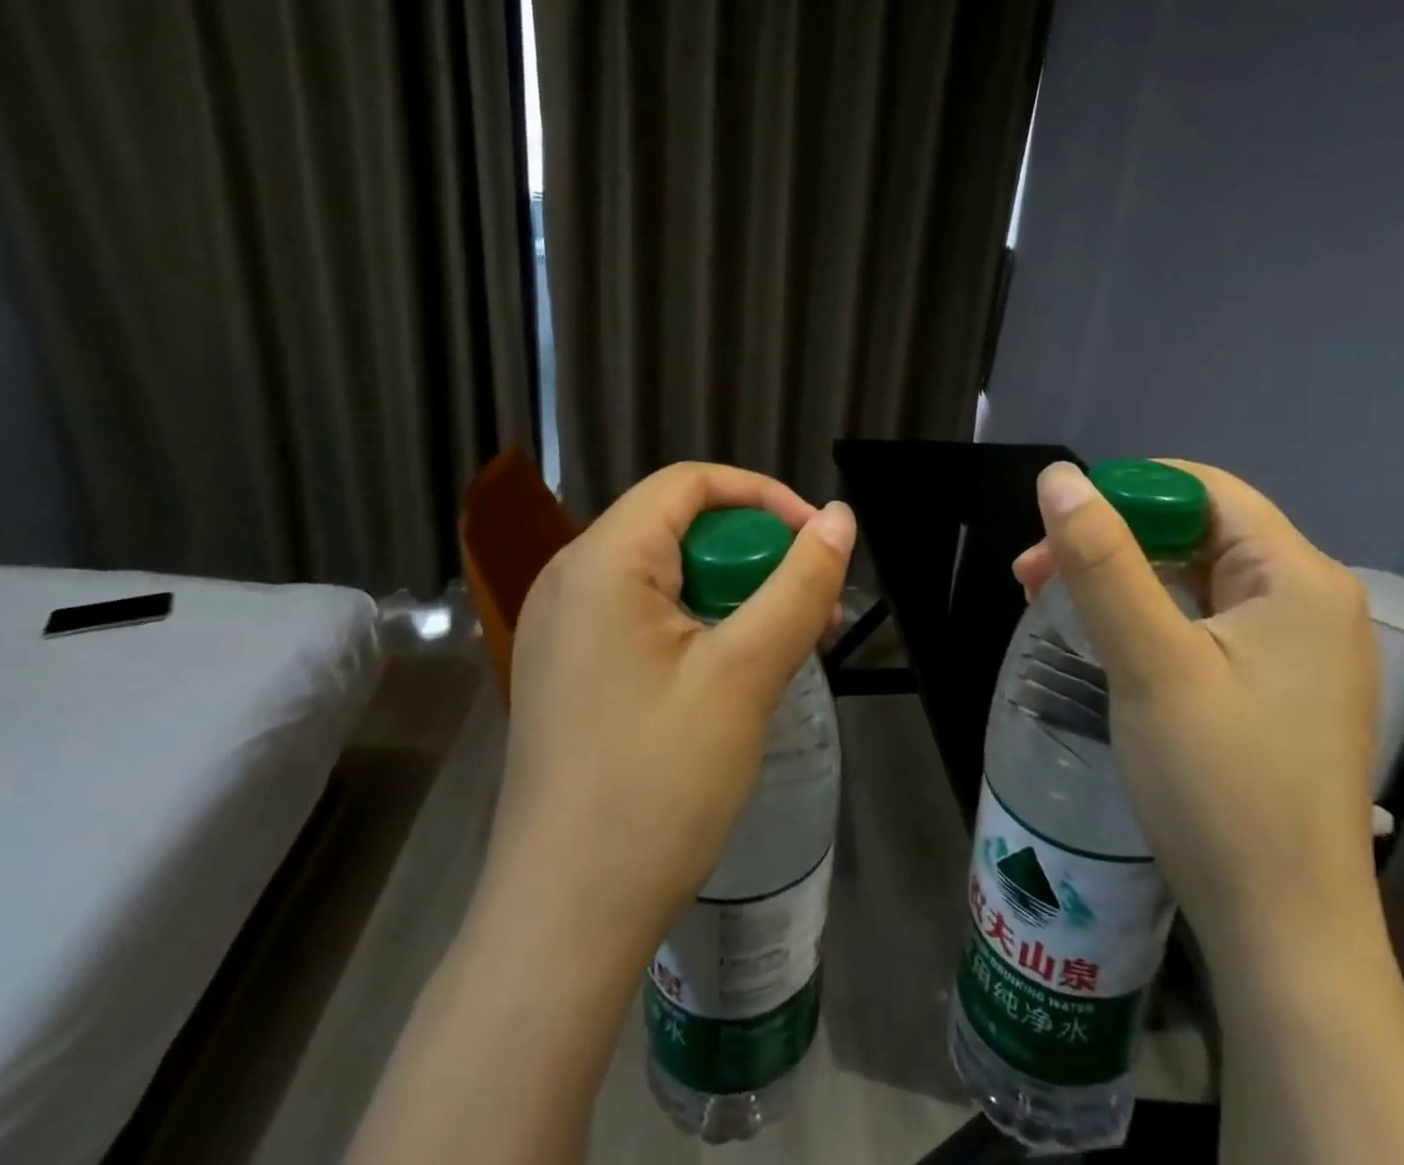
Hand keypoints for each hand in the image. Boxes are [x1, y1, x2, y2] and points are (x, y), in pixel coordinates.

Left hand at [350, 462, 854, 1164]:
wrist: (564, 920)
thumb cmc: (656, 785)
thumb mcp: (744, 675)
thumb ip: (798, 585)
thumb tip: (840, 519)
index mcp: (601, 562)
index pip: (689, 484)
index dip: (764, 497)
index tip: (818, 541)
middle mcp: (570, 580)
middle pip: (678, 527)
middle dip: (755, 553)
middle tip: (812, 606)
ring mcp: (563, 629)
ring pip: (666, 575)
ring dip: (734, 593)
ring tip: (789, 643)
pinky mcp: (570, 671)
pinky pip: (644, 617)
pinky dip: (700, 625)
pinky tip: (736, 672)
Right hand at [1015, 460, 1378, 974]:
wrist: (1282, 933)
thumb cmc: (1218, 786)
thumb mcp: (1149, 662)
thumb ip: (1103, 562)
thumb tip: (1059, 477)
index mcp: (1298, 578)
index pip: (1203, 489)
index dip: (1124, 493)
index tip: (1055, 530)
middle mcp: (1309, 600)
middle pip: (1196, 532)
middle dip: (1109, 542)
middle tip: (1032, 576)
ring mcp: (1297, 648)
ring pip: (1193, 578)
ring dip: (1119, 580)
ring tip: (1050, 604)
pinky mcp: (1277, 687)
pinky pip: (1203, 622)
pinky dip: (1146, 618)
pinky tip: (1103, 641)